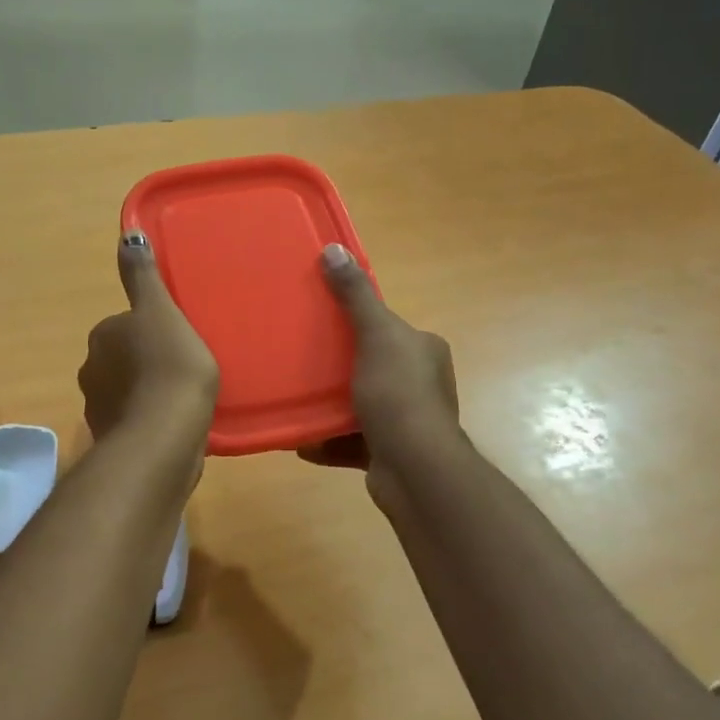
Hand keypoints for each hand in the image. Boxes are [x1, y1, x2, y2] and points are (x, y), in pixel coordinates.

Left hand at [78, 230, 219, 441]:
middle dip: (144, 361)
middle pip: (121, 358)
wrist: (164, 436)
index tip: (176, 340)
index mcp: (102, 336)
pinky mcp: (112, 440)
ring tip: (180, 399)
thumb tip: (126, 234)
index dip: (151, 331)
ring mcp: (98, 408)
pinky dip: (147, 420)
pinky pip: (133, 421)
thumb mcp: (161, 311)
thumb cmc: (169, 366)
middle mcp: (91, 369)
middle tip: (182, 367)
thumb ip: (143, 276)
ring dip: (145, 392)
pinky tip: (173, 425)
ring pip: (125, 391)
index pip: (124, 325)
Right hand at [301, 244, 459, 474]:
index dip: (356, 323)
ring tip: (296, 398)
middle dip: (338, 365)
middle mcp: (420, 383)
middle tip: (301, 360)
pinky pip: (350, 440)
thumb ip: (355, 296)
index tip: (321, 323)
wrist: (415, 470)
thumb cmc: (398, 395)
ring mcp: (406, 421)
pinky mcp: (388, 452)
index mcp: (423, 351)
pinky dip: (327, 440)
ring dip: (329, 405)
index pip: (387, 327)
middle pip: (370, 365)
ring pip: (358, 404)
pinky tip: (301, 440)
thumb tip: (334, 248)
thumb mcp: (376, 335)